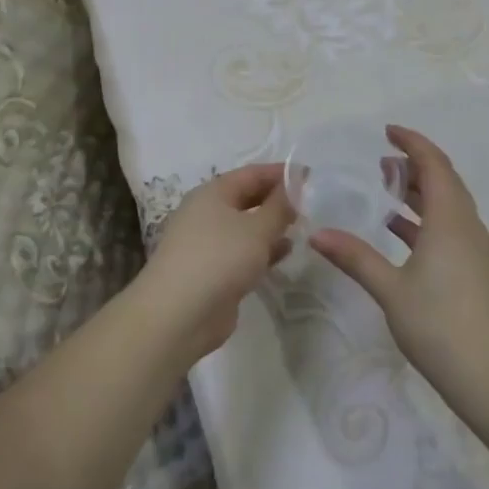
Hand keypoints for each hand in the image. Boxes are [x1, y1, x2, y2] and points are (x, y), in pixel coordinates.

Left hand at [137, 163, 294, 365]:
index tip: (310, 176)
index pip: (251, 174)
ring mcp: (209, 244)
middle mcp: (208, 214)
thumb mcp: (257, 229)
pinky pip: (244, 252)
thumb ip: (280, 206)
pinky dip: (264, 250)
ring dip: (272, 226)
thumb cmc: (219, 259)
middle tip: (310, 203)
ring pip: (247, 227)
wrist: (178, 315)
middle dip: (277, 199)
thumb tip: (295, 185)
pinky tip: (286, 253)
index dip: (280, 173)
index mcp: (213, 193)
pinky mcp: (214, 272)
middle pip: (248, 199)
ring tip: (303, 227)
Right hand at [310, 125, 488, 410]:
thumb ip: (355, 257)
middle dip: (415, 166)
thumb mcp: (390, 290)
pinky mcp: (476, 271)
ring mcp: (475, 251)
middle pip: (445, 181)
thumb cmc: (440, 325)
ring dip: (421, 193)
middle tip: (382, 162)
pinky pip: (450, 229)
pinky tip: (402, 234)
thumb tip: (318, 234)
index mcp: (450, 220)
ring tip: (387, 190)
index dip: (413, 143)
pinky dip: (426, 220)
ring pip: (449, 206)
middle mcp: (467, 227)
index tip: (387, 132)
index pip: (435, 165)